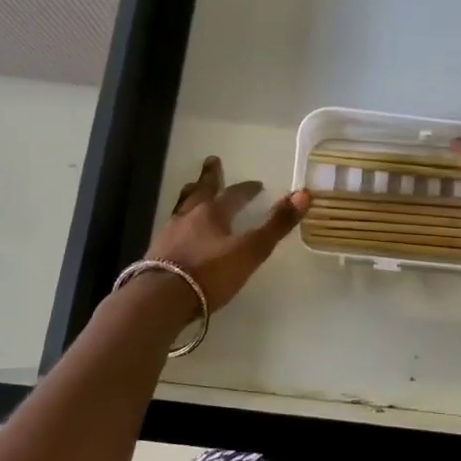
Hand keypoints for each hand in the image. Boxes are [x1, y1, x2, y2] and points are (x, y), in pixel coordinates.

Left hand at [136, 157, 309, 313]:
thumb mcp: (250, 251)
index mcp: (213, 213)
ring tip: (192, 189)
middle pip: (201, 191)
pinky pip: (172, 228)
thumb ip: (276, 225)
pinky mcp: (156, 254)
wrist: (160, 300)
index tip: (256, 184)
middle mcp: (189, 217)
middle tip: (212, 161)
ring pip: (183, 207)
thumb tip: (303, 194)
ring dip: (191, 196)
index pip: (234, 195)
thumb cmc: (209, 273)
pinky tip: (179, 231)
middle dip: (209, 177)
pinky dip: (180, 222)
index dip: (247, 189)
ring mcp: (169, 234)